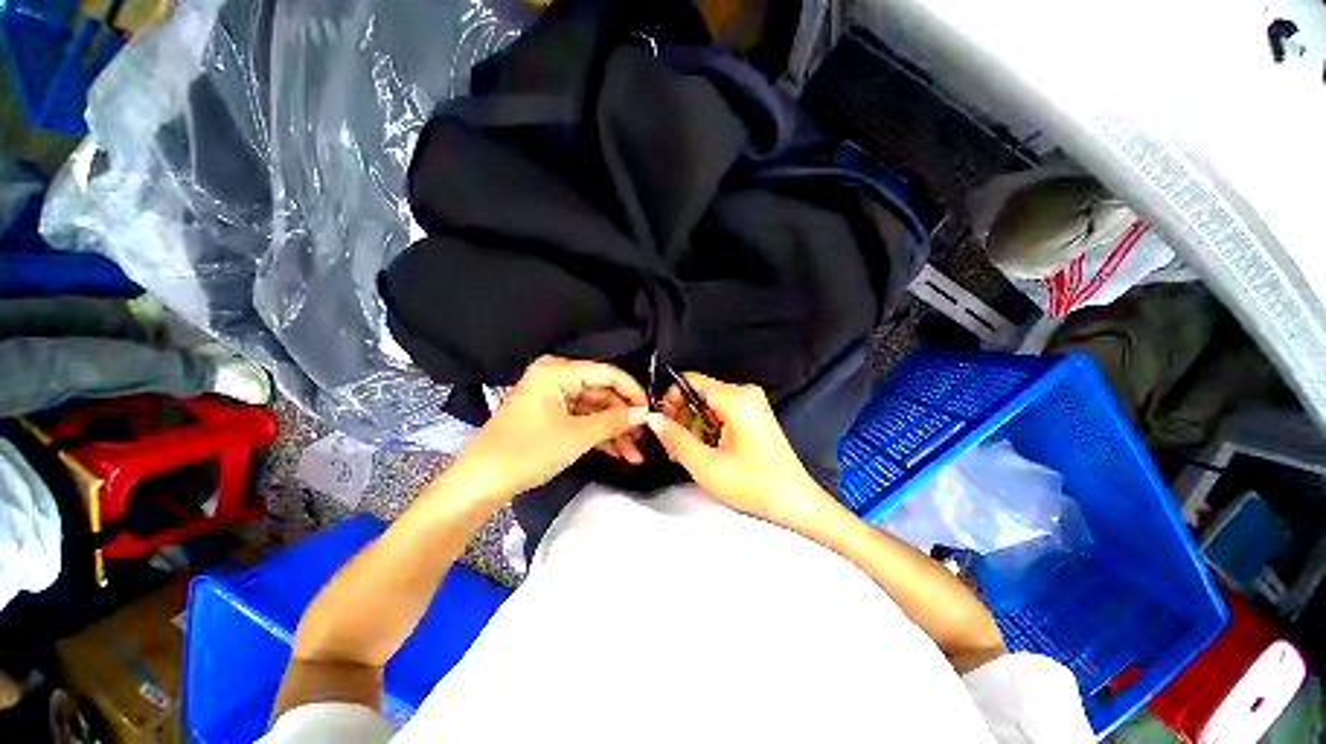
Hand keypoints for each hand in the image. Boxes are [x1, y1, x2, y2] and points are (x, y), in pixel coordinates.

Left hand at [447, 356, 648, 500]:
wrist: (481, 484)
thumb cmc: (528, 452)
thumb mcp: (577, 436)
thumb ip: (615, 421)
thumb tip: (644, 414)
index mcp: (558, 371)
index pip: (607, 373)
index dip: (632, 392)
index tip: (651, 412)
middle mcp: (556, 378)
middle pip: (601, 392)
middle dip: (624, 418)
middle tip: (645, 438)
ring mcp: (553, 398)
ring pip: (594, 410)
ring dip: (614, 431)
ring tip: (636, 454)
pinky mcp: (551, 416)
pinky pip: (582, 420)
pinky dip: (599, 436)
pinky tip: (619, 453)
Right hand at [646, 373, 836, 526]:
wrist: (795, 503)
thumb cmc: (758, 487)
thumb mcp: (707, 466)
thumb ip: (675, 439)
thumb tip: (653, 419)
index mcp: (737, 399)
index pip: (690, 382)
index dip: (670, 401)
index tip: (661, 423)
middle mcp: (745, 394)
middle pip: (698, 393)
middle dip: (681, 418)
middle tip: (674, 445)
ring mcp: (751, 404)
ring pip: (707, 405)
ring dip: (693, 426)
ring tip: (691, 453)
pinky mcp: (752, 415)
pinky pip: (720, 413)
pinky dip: (707, 430)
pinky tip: (706, 451)